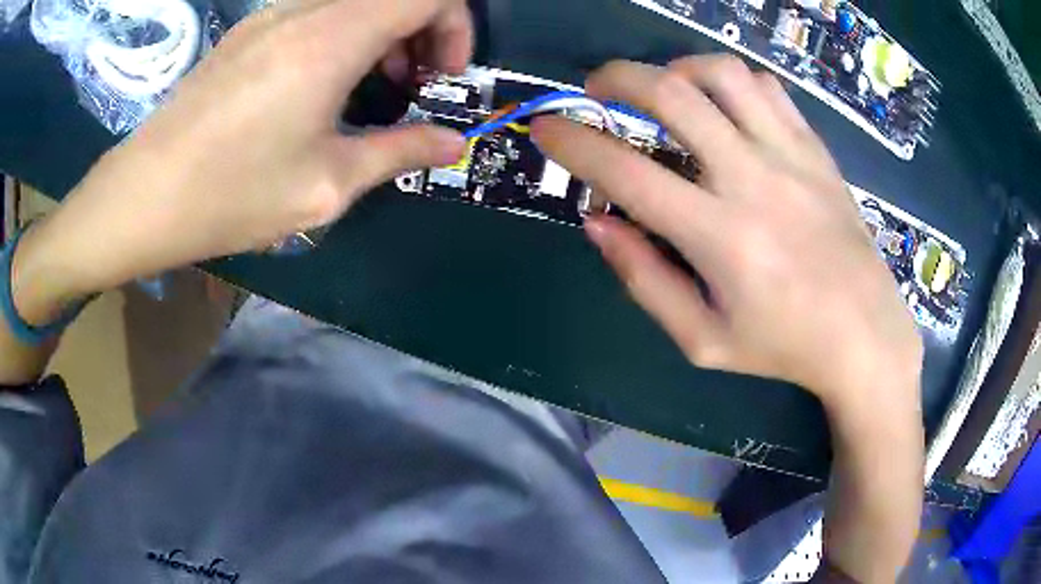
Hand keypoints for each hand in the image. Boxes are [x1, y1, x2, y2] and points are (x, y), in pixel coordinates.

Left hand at [21, 0, 471, 303]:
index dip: (455, 26)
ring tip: (369, 91)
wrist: (142, 198)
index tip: (445, 76)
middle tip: (412, 89)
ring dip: (381, 35)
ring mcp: (269, 17)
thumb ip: (400, 152)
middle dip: (422, 33)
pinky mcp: (246, 33)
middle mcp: (303, 10)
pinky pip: (315, 14)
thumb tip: (454, 143)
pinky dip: (342, 38)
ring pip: (353, 2)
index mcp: (332, 37)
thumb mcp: (327, 185)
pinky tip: (321, 87)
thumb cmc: (231, 195)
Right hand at [532, 56, 922, 410]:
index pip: (625, 172)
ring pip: (722, 75)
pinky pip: (767, 88)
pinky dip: (730, 82)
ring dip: (676, 69)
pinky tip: (723, 105)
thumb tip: (597, 221)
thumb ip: (644, 280)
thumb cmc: (783, 346)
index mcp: (720, 237)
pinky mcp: (815, 149)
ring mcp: (790, 156)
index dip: (572, 143)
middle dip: (616, 78)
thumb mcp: (703, 340)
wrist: (865, 333)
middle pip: (672, 95)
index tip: (545, 128)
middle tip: (598, 89)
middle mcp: (752, 180)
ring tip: (664, 90)